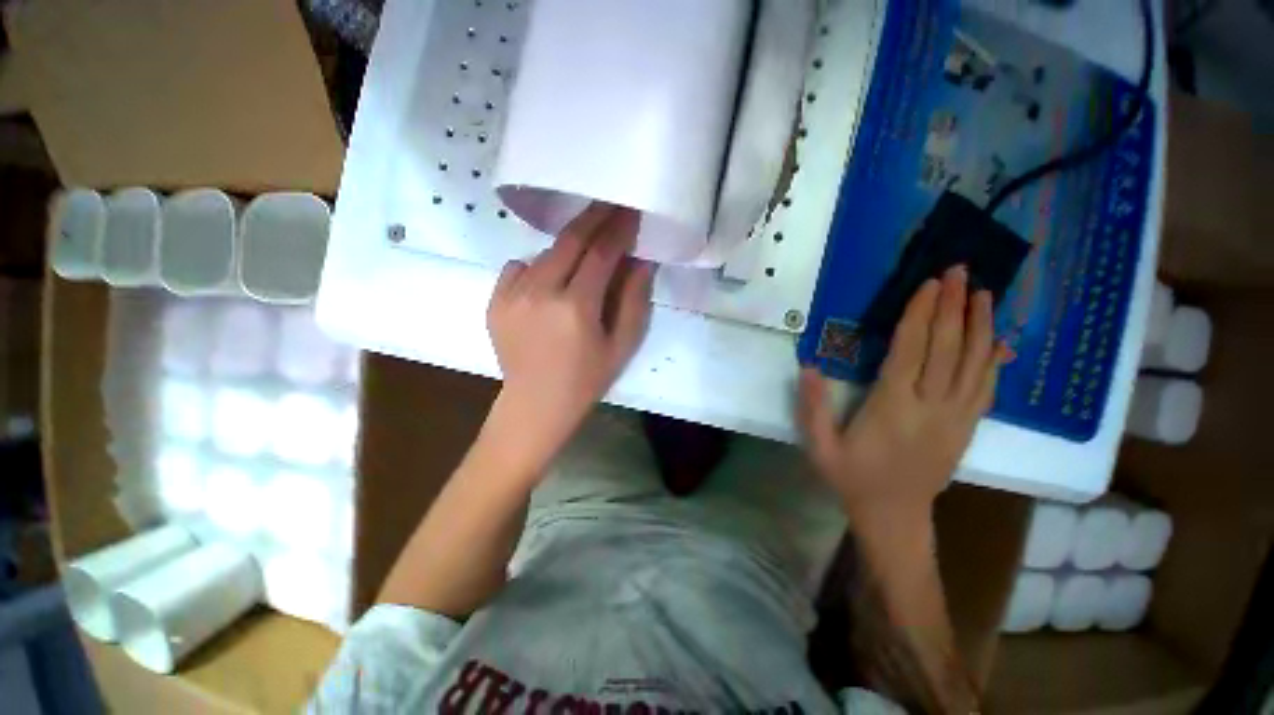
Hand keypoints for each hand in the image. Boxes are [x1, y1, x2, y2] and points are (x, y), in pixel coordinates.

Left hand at [485, 203, 653, 471]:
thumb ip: (634, 301)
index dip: (619, 229)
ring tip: (586, 248)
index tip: (631, 212)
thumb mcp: (621, 346)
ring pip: (546, 252)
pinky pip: (519, 266)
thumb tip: (641, 261)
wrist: (535, 404)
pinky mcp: (495, 300)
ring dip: (569, 245)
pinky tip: (549, 281)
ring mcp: (512, 294)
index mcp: (576, 306)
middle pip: (570, 240)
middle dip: (594, 218)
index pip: (601, 253)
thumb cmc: (586, 380)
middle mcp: (540, 292)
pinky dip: (539, 265)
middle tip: (610, 205)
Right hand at [798, 266, 1007, 523]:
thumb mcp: (820, 447)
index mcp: (893, 407)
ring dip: (981, 325)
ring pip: (976, 364)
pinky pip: (987, 388)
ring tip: (984, 293)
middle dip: (954, 307)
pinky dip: (994, 360)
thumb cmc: (852, 478)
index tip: (929, 284)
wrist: (894, 516)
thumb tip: (809, 366)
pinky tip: (999, 339)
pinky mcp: (968, 427)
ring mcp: (957, 418)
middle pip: (948, 349)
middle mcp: (932, 407)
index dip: (921, 315)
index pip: (911, 351)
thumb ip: (812, 408)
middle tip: (960, 272)